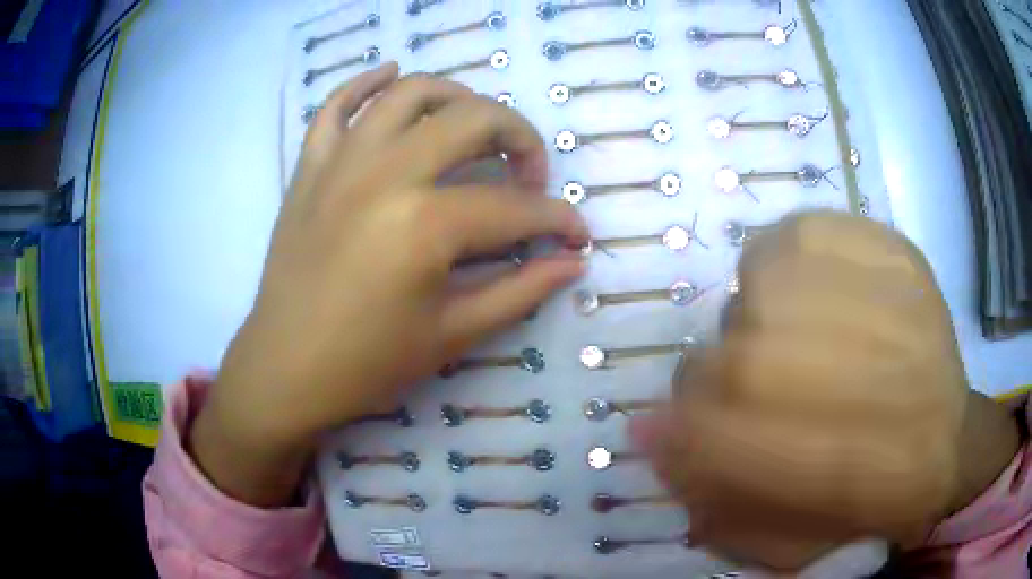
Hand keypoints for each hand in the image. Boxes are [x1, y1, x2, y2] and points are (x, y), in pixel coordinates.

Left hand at [189, 64, 588, 504]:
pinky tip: (391, 73)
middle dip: (520, 139)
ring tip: (475, 123)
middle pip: (473, 120)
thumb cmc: (368, 363)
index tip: (577, 234)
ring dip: (456, 96)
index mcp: (425, 225)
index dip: (558, 220)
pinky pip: (336, 105)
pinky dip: (365, 82)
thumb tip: (573, 261)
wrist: (286, 368)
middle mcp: (385, 174)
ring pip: (410, 93)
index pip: (515, 208)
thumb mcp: (454, 335)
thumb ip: (521, 290)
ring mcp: (341, 163)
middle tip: (529, 176)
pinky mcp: (311, 167)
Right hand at [632, 213, 1018, 571]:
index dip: (682, 430)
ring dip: (757, 316)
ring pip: (759, 279)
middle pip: (732, 355)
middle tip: (755, 395)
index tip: (682, 433)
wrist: (949, 440)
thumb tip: (650, 435)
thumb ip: (708, 500)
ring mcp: (880, 294)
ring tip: (793, 339)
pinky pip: (802, 232)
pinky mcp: (891, 246)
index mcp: (831, 469)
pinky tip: (816, 291)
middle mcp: (854, 376)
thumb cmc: (865, 504)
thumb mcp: (777, 542)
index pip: (705, 430)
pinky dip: (790, 257)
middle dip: (721, 381)